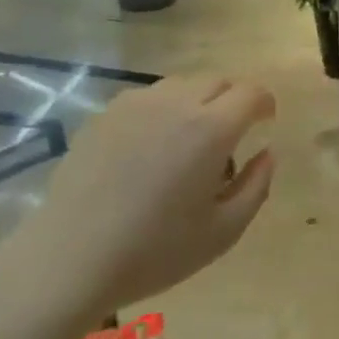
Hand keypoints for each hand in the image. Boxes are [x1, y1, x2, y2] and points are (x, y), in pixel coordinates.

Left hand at [5, 76, 277, 314]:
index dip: (264, 103)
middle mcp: (177, 102)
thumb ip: (256, 187)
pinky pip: (149, 97)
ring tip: (188, 140)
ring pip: (183, 84)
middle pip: (218, 81)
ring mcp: (137, 103)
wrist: (71, 257)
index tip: (265, 121)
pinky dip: (164, 110)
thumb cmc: (154, 251)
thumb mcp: (222, 232)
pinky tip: (150, 147)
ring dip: (198, 101)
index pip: (251, 93)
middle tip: (229, 136)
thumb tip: (267, 153)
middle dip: (233, 100)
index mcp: (211, 129)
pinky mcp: (107, 112)